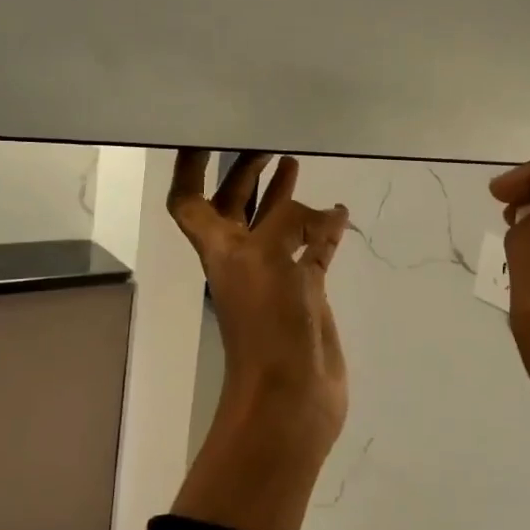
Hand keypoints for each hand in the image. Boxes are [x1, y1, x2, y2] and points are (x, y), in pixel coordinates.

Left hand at [168, 150, 351, 465]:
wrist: (291, 394)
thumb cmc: (267, 322)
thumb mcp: (266, 256)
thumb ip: (288, 221)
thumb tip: (325, 214)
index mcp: (219, 247)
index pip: (189, 199)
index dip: (189, 167)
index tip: (205, 134)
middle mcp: (242, 256)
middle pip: (235, 205)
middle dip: (245, 172)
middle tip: (267, 140)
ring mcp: (275, 274)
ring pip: (276, 225)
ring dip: (281, 195)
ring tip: (295, 160)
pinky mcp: (306, 291)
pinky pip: (314, 250)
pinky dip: (324, 230)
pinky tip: (340, 212)